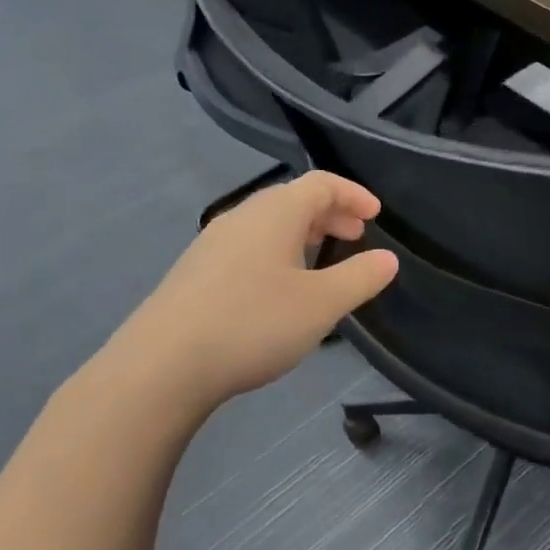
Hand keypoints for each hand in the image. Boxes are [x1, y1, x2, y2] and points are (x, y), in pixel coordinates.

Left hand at [118, 171, 398, 407]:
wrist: (162, 365)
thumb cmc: (252, 323)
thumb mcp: (321, 305)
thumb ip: (359, 278)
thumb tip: (387, 259)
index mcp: (275, 212)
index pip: (321, 184)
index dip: (353, 194)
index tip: (376, 215)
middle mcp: (242, 216)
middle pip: (293, 199)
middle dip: (330, 213)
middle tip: (355, 236)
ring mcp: (213, 242)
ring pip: (268, 223)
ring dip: (302, 233)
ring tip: (321, 259)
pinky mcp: (195, 270)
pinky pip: (247, 245)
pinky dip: (276, 251)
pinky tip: (278, 287)